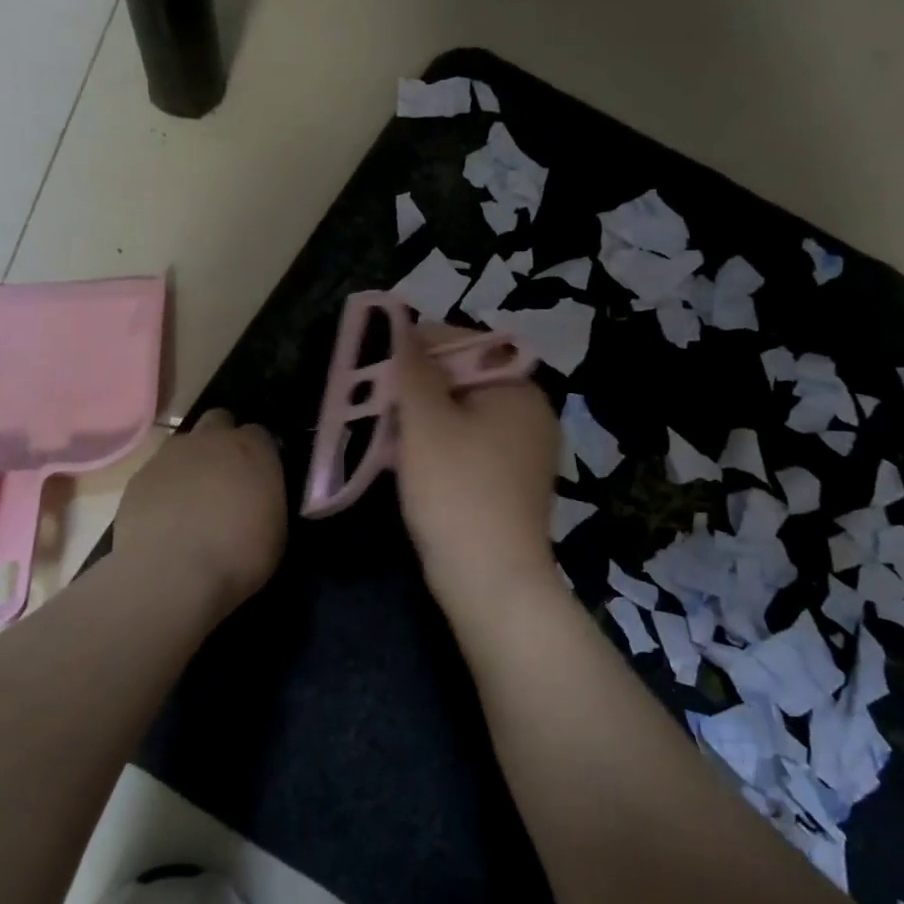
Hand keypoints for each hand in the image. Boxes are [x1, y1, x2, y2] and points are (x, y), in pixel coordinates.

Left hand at [113, 410, 286, 617]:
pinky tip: (165, 518)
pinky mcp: (138, 477)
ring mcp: (170, 455)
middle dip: (223, 440)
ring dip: (191, 463)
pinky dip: (163, 488)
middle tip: (226, 476)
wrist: (171, 575)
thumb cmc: (238, 555)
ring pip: (184, 445)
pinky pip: (156, 473)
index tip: (259, 476)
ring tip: (192, 500)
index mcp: (252, 449)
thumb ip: (267, 499)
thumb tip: (260, 497)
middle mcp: (211, 439)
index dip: (259, 453)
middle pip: (219, 421)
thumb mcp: (275, 530)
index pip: (260, 433)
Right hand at [391, 322, 559, 604]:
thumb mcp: (425, 421)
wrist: (491, 583)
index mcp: (517, 387)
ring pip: (460, 415)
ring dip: (420, 419)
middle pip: (460, 379)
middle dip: (414, 388)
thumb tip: (399, 319)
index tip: (375, 367)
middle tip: (374, 403)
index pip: (462, 342)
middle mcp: (529, 412)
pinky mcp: (510, 482)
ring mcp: (523, 450)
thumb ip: (411, 366)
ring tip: (383, 432)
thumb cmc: (457, 491)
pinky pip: (468, 446)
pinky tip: (407, 462)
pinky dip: (437, 447)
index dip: (415, 347)